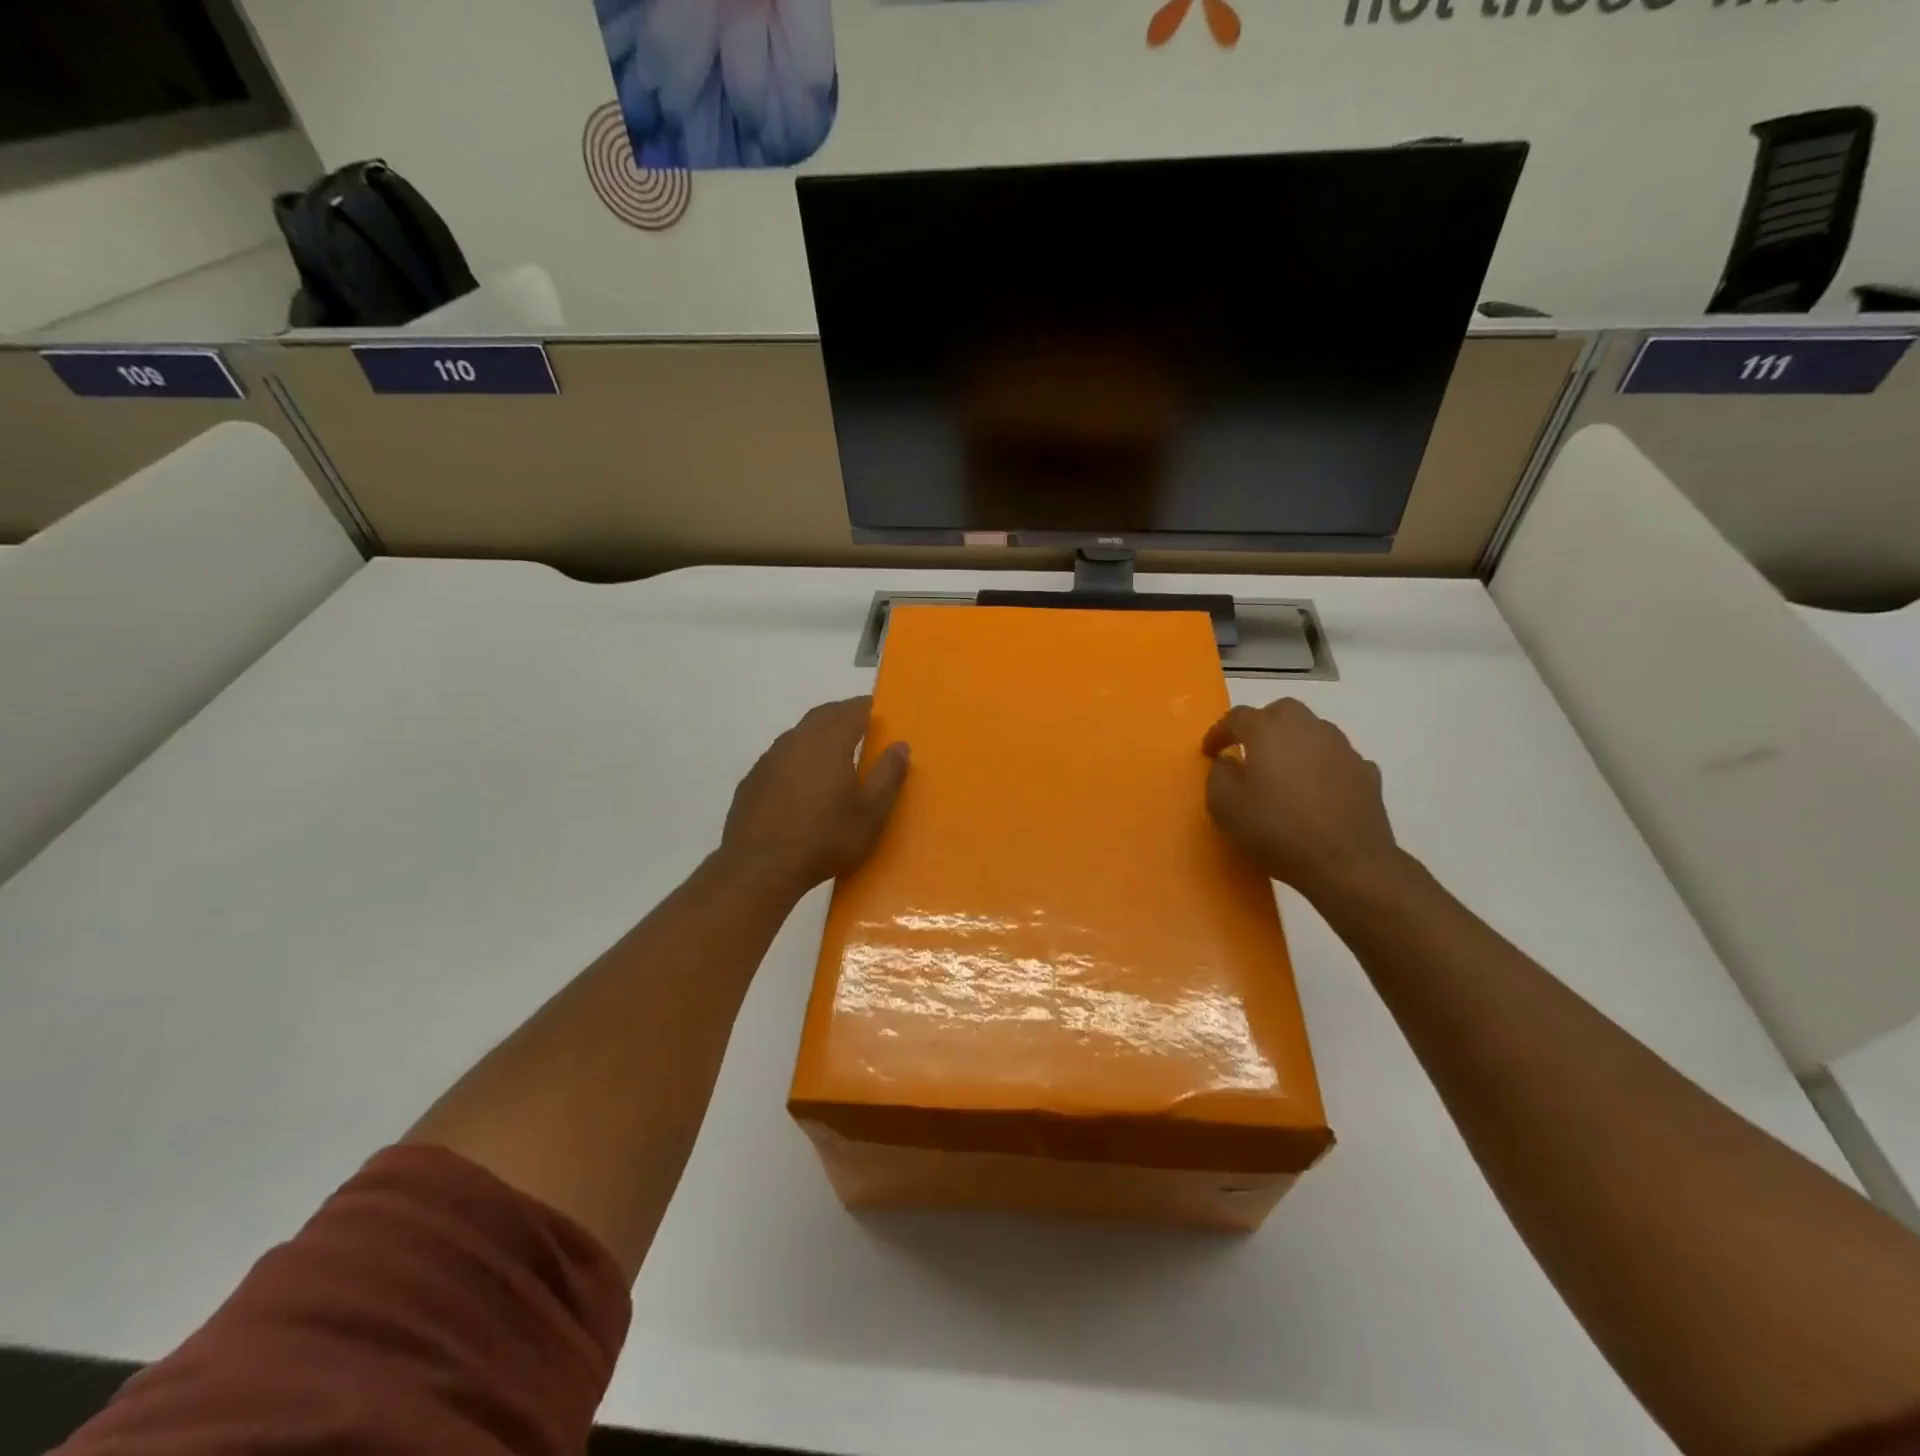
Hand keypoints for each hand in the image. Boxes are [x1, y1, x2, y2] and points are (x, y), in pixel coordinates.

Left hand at [719, 697, 909, 897]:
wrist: (759, 868)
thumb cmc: (825, 839)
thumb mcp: (871, 814)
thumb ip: (888, 775)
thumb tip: (900, 745)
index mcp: (829, 743)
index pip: (851, 711)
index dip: (866, 707)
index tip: (878, 708)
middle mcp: (796, 741)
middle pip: (822, 716)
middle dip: (842, 715)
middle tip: (859, 723)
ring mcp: (769, 760)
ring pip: (798, 735)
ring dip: (817, 735)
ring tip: (833, 751)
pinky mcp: (752, 781)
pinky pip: (780, 758)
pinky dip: (797, 758)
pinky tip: (801, 781)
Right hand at [1202, 698, 1402, 904]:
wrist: (1347, 863)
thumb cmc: (1278, 830)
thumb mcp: (1226, 808)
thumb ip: (1219, 776)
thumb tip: (1227, 761)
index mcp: (1269, 732)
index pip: (1238, 717)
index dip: (1219, 731)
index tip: (1209, 751)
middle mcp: (1308, 729)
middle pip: (1282, 711)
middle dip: (1262, 724)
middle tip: (1249, 749)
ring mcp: (1342, 749)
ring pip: (1314, 729)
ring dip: (1295, 742)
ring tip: (1284, 769)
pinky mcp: (1366, 772)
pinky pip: (1338, 758)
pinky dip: (1323, 765)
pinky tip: (1318, 788)